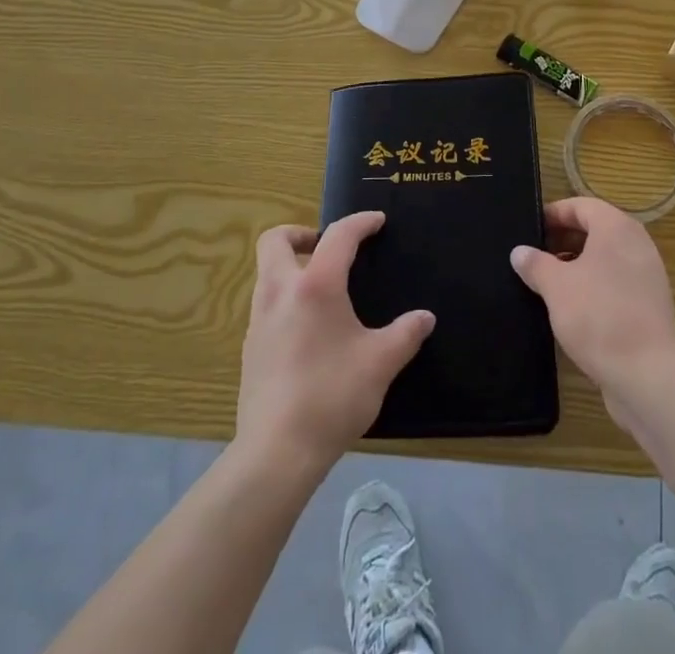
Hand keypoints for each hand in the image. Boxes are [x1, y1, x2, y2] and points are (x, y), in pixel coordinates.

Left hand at [237, 211, 434, 469]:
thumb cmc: (332, 396)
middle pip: (274, 240)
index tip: (377, 222)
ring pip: (265, 272)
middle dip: (299, 232)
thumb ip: (405, 334)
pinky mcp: (249, 348)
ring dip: (288, 265)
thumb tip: (425, 318)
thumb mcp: (381, 363)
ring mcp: (259, 320)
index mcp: (315, 285)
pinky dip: (283, 298)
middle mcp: (280, 291)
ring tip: (320, 287)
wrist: (276, 453)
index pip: (339, 236)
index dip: (360, 223)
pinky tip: (306, 328)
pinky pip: (265, 304)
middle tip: (324, 245)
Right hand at [511, 197, 674, 427]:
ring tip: (549, 282)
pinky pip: (617, 282)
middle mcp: (637, 244)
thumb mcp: (556, 287)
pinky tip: (573, 307)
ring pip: (606, 258)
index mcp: (616, 228)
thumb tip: (519, 252)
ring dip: (578, 264)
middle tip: (536, 255)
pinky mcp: (650, 305)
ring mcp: (647, 275)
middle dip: (564, 239)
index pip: (582, 206)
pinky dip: (595, 285)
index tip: (532, 227)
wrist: (647, 375)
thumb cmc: (598, 316)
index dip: (555, 213)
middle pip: (596, 230)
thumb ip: (535, 264)